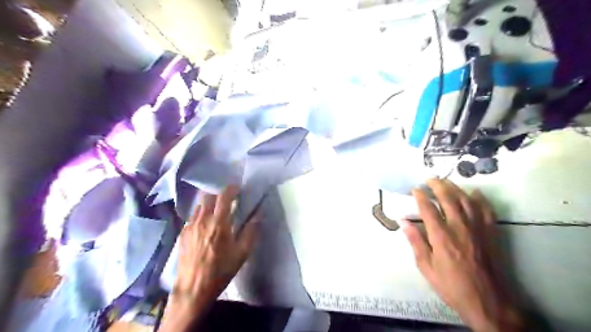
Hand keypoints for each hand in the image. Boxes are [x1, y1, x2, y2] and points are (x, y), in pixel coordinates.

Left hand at [160, 185, 259, 330]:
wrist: (193, 288)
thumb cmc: (221, 270)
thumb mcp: (242, 253)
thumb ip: (251, 231)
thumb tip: (259, 214)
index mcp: (219, 223)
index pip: (224, 196)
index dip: (231, 189)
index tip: (237, 189)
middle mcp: (202, 220)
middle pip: (208, 195)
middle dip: (218, 193)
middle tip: (227, 199)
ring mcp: (190, 226)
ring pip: (199, 205)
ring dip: (209, 202)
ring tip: (216, 210)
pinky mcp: (182, 233)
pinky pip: (192, 216)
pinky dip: (201, 213)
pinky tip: (205, 224)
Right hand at [402, 179, 525, 330]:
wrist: (488, 301)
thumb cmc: (452, 285)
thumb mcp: (426, 267)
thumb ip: (415, 241)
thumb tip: (403, 222)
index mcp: (441, 236)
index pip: (428, 208)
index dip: (420, 196)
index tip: (415, 189)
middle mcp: (459, 227)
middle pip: (448, 198)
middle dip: (437, 185)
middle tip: (429, 179)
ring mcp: (477, 228)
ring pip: (466, 200)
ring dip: (455, 188)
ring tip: (446, 182)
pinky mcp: (491, 233)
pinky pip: (486, 210)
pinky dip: (480, 199)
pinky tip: (474, 193)